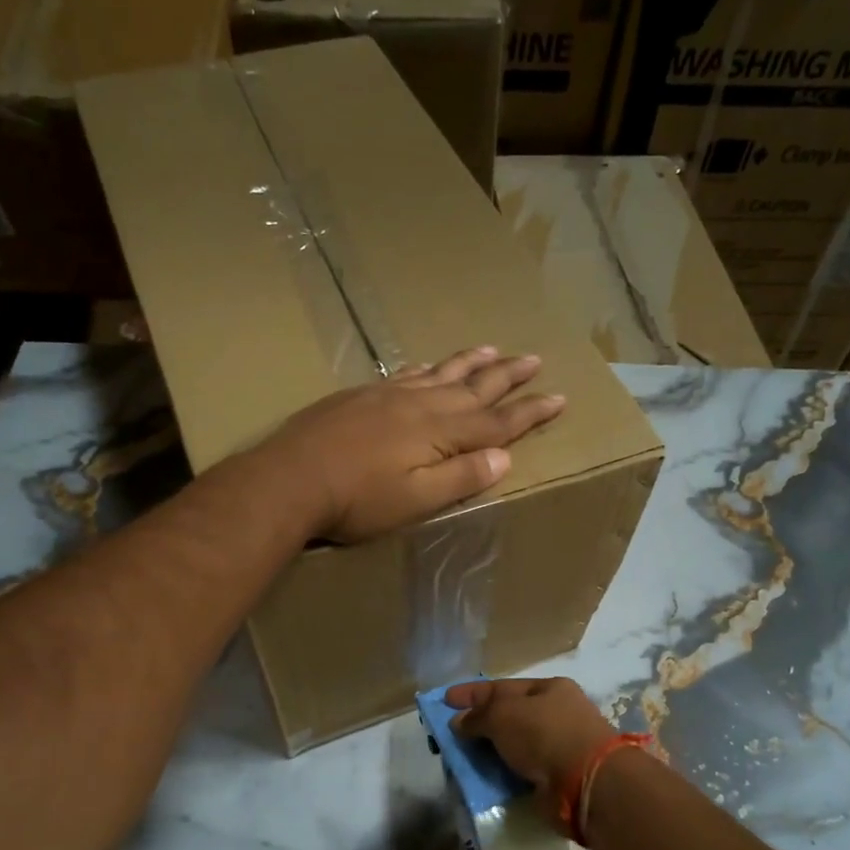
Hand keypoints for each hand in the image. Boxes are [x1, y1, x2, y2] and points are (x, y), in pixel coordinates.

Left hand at [257, 347, 564, 542]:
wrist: (291, 478)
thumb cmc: (357, 501)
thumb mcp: (417, 501)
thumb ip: (462, 477)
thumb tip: (504, 457)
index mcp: (441, 432)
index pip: (498, 421)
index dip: (530, 411)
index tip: (558, 397)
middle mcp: (421, 404)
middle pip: (474, 387)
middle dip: (508, 376)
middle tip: (534, 358)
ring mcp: (389, 395)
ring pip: (441, 373)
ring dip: (471, 362)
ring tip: (493, 349)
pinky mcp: (362, 395)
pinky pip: (406, 373)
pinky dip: (427, 368)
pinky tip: (429, 365)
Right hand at [446, 677, 616, 823]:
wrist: (585, 781)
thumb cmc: (544, 733)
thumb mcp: (502, 714)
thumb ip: (477, 717)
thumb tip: (459, 722)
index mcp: (549, 689)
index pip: (502, 687)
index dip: (471, 693)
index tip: (444, 700)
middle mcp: (556, 714)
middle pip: (509, 716)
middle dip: (479, 724)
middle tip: (449, 734)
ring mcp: (559, 746)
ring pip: (514, 745)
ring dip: (489, 751)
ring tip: (460, 759)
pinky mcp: (557, 777)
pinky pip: (521, 770)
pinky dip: (502, 773)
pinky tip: (482, 778)